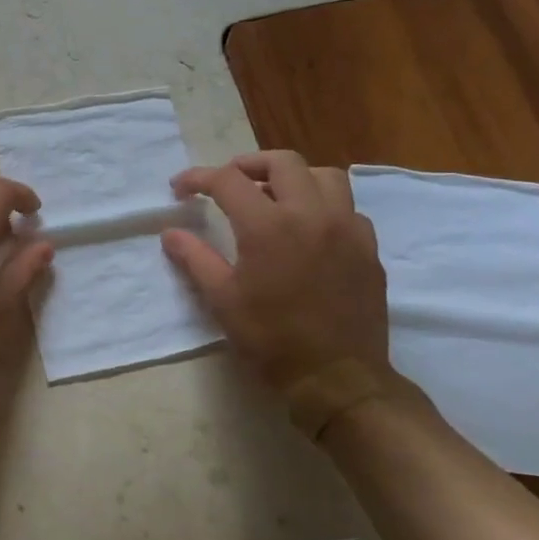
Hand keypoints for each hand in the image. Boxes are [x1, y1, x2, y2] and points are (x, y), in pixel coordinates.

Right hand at [162, 152, 390, 392]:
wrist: (336, 377)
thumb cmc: (271, 339)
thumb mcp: (222, 300)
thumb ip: (195, 258)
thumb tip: (170, 233)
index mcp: (268, 226)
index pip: (228, 180)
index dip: (198, 178)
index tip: (181, 188)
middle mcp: (311, 214)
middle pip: (282, 162)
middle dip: (248, 164)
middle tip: (228, 182)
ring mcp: (346, 228)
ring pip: (324, 175)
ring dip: (293, 177)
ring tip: (273, 196)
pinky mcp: (368, 247)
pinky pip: (347, 207)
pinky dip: (323, 205)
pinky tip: (308, 228)